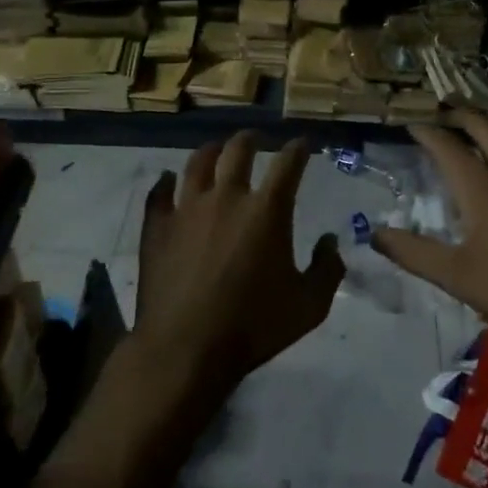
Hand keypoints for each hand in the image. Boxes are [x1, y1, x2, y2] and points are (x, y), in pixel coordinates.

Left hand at [135, 132, 344, 403]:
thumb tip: (330, 241)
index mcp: (267, 211)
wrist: (186, 349)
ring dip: (210, 151)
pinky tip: (167, 180)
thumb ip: (327, 270)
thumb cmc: (254, 327)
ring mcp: (187, 208)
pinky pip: (159, 193)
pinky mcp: (157, 226)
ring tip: (215, 150)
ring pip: (197, 163)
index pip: (288, 165)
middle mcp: (226, 197)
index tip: (302, 143)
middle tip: (255, 139)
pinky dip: (165, 182)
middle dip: (250, 139)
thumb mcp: (309, 306)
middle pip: (238, 151)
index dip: (298, 149)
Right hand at [371, 115, 487, 347]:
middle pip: (483, 125)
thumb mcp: (458, 277)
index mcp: (481, 184)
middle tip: (442, 108)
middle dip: (459, 113)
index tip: (409, 124)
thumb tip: (375, 234)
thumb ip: (414, 253)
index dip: (425, 131)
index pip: (445, 145)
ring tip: (479, 120)